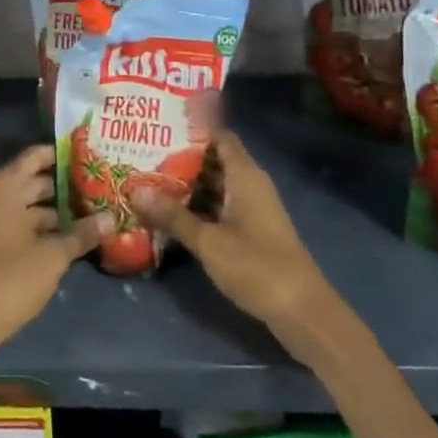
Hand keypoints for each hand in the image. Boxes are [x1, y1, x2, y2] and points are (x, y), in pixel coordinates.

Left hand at [0, 145, 107, 354]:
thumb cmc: (12, 277)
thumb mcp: (54, 255)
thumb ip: (82, 234)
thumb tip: (111, 218)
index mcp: (2, 187)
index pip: (34, 157)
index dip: (60, 155)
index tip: (87, 155)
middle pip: (30, 181)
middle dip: (61, 185)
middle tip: (96, 187)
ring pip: (23, 205)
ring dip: (52, 210)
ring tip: (88, 213)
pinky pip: (14, 222)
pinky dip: (37, 226)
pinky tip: (65, 237)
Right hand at [135, 132, 329, 329]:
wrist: (302, 312)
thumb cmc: (257, 267)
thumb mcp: (208, 241)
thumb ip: (172, 215)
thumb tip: (135, 190)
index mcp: (245, 176)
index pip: (219, 136)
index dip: (192, 128)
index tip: (159, 126)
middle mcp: (250, 185)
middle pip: (213, 160)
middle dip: (180, 158)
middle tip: (142, 154)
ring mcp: (251, 209)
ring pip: (214, 186)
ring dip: (186, 184)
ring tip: (147, 180)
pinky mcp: (250, 231)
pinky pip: (219, 206)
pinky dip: (196, 206)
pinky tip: (169, 213)